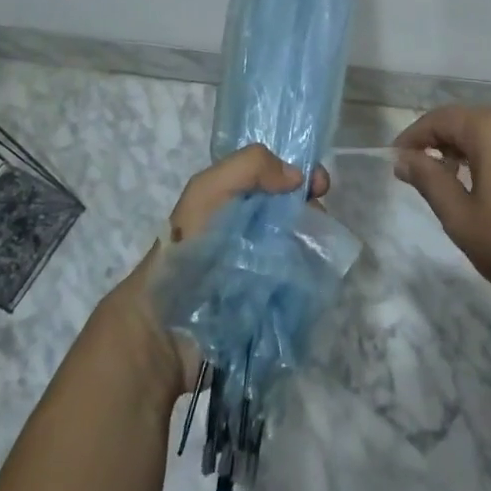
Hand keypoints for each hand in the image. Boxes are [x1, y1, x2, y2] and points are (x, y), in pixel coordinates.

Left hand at [105, 144, 330, 396]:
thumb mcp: (207, 190)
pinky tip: (315, 271)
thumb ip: (249, 166)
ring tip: (315, 247)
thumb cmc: (188, 248)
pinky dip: (315, 273)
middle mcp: (256, 230)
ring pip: (306, 244)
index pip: (281, 179)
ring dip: (315, 241)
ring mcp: (268, 267)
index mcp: (239, 201)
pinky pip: (307, 280)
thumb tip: (298, 177)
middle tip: (317, 218)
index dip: (304, 176)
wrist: (171, 324)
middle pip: (299, 211)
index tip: (319, 184)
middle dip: (313, 209)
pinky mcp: (278, 301)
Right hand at [392, 106, 490, 311]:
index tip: (395, 163)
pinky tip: (490, 192)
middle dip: (439, 144)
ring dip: (466, 152)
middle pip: (467, 121)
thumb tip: (404, 158)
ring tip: (452, 187)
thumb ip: (430, 180)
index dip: (413, 138)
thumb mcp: (462, 218)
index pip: (440, 118)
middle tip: (420, 177)